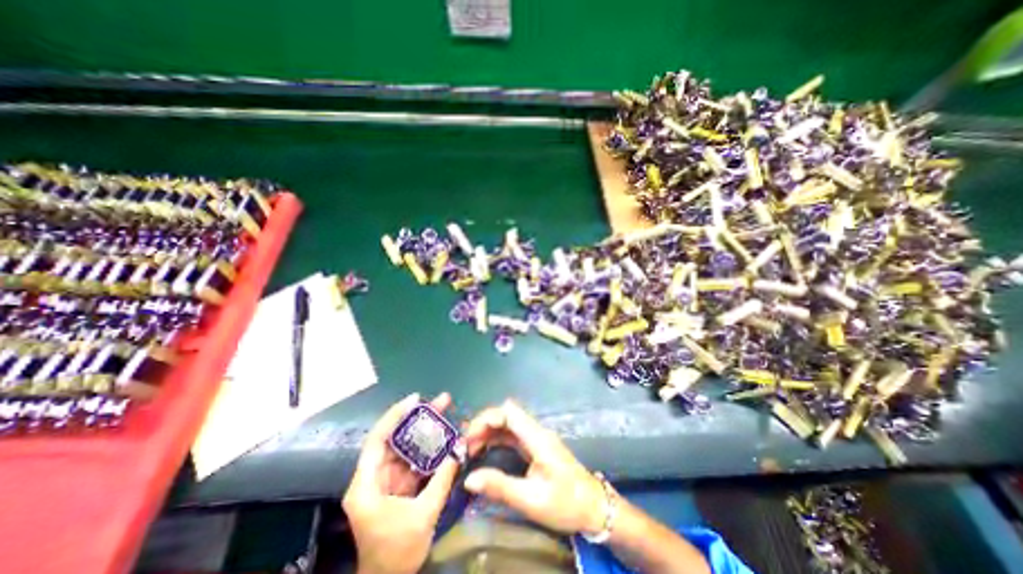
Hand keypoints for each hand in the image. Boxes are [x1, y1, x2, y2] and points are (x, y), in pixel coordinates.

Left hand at [340, 393, 456, 573]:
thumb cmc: (397, 554)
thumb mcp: (423, 515)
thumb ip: (442, 478)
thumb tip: (461, 447)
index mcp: (367, 485)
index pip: (378, 439)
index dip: (395, 416)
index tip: (416, 399)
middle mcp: (373, 477)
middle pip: (395, 439)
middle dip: (418, 419)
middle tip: (441, 402)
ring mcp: (386, 481)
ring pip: (406, 448)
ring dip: (425, 432)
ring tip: (445, 414)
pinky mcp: (397, 486)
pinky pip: (413, 461)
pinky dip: (428, 450)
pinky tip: (443, 439)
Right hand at [461, 399, 601, 533]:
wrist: (594, 508)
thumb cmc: (566, 503)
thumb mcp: (532, 500)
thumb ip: (500, 487)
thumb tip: (468, 479)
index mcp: (537, 437)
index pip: (509, 412)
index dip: (487, 418)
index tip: (470, 437)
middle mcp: (536, 431)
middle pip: (507, 414)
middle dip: (484, 425)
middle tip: (466, 446)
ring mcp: (537, 438)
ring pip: (508, 424)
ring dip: (489, 431)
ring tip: (471, 449)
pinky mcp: (536, 446)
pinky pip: (512, 435)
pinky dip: (496, 439)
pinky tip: (486, 451)